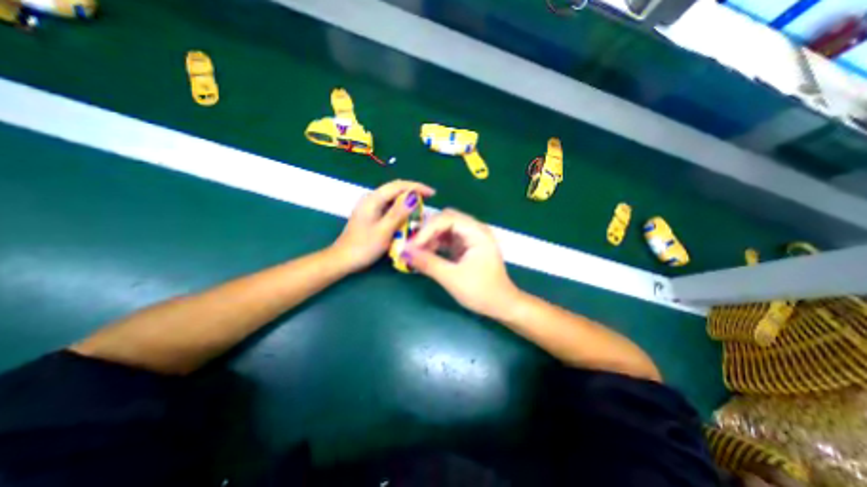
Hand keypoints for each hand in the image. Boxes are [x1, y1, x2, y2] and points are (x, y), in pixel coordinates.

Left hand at [328, 179, 433, 270]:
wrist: (344, 259)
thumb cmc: (364, 247)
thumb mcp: (384, 231)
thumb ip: (399, 213)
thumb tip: (414, 197)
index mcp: (373, 199)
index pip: (398, 186)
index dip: (416, 187)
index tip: (432, 193)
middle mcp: (371, 199)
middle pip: (395, 189)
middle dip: (413, 192)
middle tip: (429, 199)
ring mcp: (370, 206)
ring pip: (392, 198)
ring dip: (407, 200)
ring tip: (421, 206)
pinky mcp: (371, 214)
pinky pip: (389, 206)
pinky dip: (400, 209)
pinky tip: (407, 215)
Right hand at [405, 207, 521, 314]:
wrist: (502, 305)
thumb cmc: (482, 291)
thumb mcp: (452, 278)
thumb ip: (428, 263)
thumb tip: (404, 252)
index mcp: (477, 233)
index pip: (447, 218)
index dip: (427, 230)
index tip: (412, 246)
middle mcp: (475, 230)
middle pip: (446, 219)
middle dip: (427, 230)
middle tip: (412, 246)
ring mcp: (471, 237)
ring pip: (445, 228)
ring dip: (430, 237)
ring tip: (417, 252)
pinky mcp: (467, 246)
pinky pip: (448, 238)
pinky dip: (436, 244)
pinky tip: (427, 254)